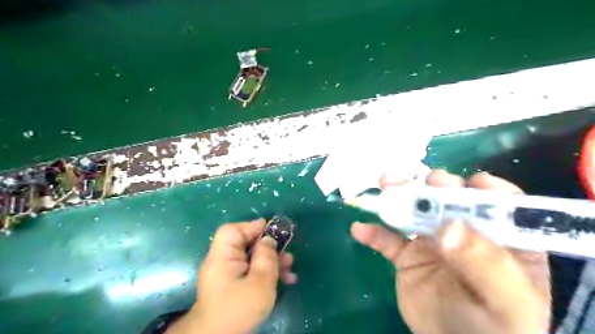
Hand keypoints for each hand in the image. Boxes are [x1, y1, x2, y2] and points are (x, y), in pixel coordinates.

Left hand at [166, 219, 295, 333]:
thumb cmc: (238, 309)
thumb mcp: (259, 282)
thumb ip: (266, 258)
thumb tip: (269, 240)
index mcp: (222, 257)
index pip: (233, 231)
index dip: (252, 227)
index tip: (272, 230)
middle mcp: (222, 262)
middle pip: (245, 244)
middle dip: (268, 247)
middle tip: (286, 252)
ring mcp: (227, 275)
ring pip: (251, 259)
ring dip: (271, 261)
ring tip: (290, 267)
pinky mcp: (233, 287)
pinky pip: (250, 272)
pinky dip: (266, 273)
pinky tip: (284, 280)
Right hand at [349, 172, 550, 333]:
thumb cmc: (494, 330)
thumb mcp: (507, 305)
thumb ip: (486, 265)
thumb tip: (448, 227)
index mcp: (502, 240)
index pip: (501, 204)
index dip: (487, 189)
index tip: (471, 183)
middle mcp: (465, 233)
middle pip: (450, 200)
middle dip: (436, 185)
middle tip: (424, 182)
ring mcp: (431, 242)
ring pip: (414, 211)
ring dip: (398, 195)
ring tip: (385, 184)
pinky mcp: (406, 256)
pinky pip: (387, 240)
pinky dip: (373, 233)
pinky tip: (360, 230)